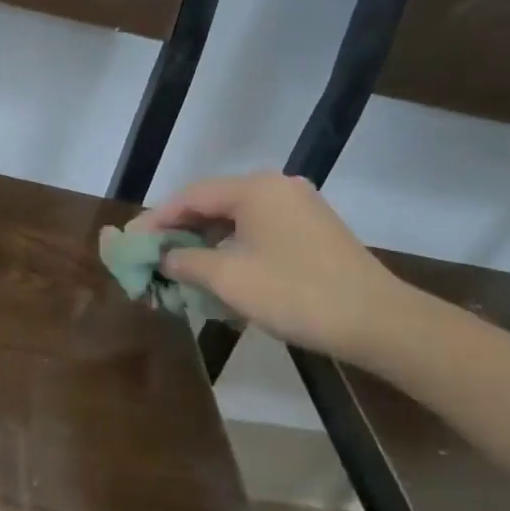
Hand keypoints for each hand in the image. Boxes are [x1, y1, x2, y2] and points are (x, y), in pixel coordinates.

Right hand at [124, 173, 404, 358]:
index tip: (131, 243)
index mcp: (255, 188)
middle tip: (152, 258)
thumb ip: (186, 262)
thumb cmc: (296, 294)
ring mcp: (299, 208)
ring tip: (180, 270)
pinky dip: (233, 251)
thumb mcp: (229, 279)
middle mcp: (276, 188)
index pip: (190, 196)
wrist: (379, 322)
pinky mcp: (313, 232)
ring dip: (206, 245)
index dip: (155, 220)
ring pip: (236, 221)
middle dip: (179, 233)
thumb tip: (164, 258)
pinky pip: (259, 233)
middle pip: (212, 205)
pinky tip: (220, 275)